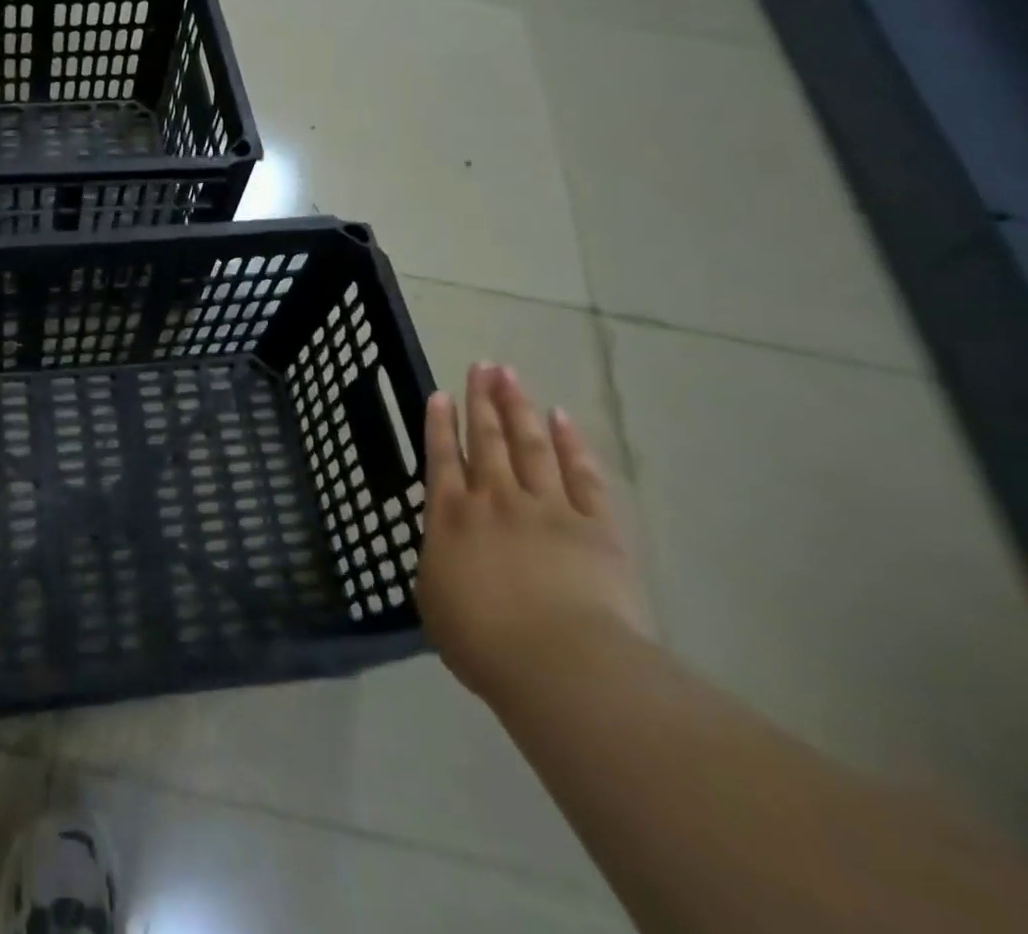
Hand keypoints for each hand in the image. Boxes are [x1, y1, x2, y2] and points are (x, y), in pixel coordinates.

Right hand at [416, 363, 651, 705]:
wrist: (561, 663)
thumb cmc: (484, 642)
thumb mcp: (436, 603)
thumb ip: (439, 565)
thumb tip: (447, 552)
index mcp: (450, 518)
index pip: (442, 458)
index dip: (440, 424)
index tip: (440, 393)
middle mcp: (494, 500)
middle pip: (487, 439)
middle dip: (481, 401)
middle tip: (480, 366)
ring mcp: (547, 507)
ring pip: (529, 444)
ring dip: (518, 407)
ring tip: (510, 375)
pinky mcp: (594, 525)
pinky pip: (581, 474)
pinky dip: (570, 443)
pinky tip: (561, 418)